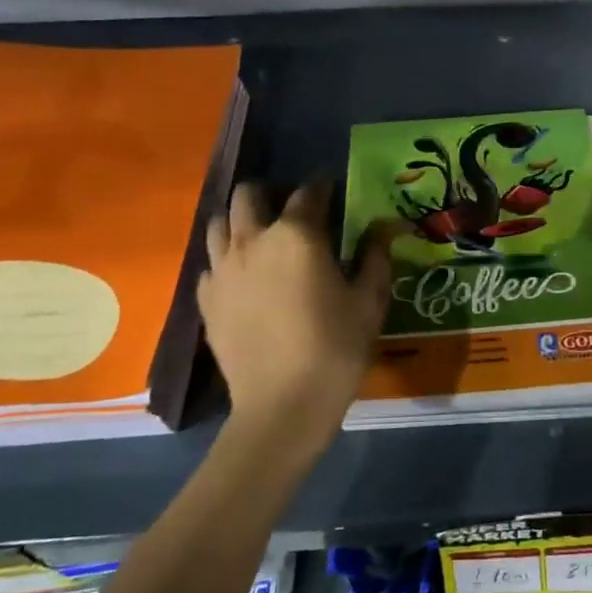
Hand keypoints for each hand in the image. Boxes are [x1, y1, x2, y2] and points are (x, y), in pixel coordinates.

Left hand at [198, 180, 392, 442]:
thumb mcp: (369, 300)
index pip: (308, 192)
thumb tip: (385, 227)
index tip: (332, 190)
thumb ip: (376, 256)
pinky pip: (210, 264)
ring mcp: (222, 269)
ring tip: (262, 238)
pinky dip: (225, 261)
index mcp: (297, 234)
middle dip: (270, 194)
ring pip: (220, 223)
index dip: (322, 187)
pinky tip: (244, 279)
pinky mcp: (206, 299)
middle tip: (291, 212)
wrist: (282, 406)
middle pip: (248, 195)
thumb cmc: (336, 348)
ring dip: (241, 221)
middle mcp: (252, 240)